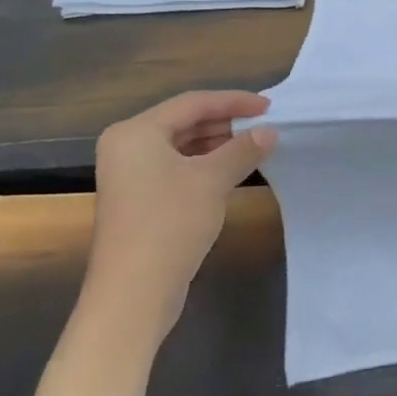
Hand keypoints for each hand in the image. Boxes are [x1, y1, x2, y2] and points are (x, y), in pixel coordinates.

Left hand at [83, 91, 275, 346]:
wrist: (133, 293)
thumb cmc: (170, 224)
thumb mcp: (213, 180)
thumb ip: (243, 150)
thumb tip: (269, 132)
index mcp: (136, 132)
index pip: (192, 103)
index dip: (234, 101)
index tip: (269, 106)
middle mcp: (127, 147)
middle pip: (185, 122)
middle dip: (226, 122)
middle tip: (264, 125)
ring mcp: (129, 175)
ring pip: (182, 146)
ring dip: (218, 144)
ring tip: (255, 146)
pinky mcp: (138, 198)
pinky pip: (176, 167)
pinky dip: (205, 164)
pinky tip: (233, 170)